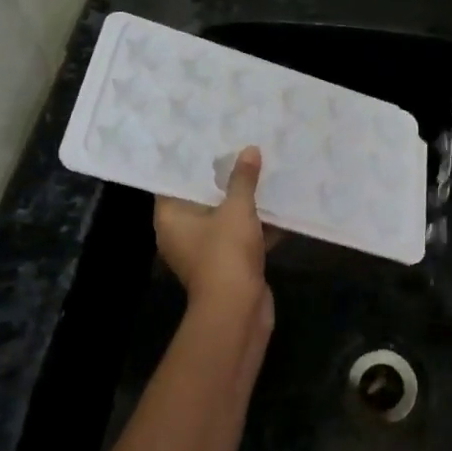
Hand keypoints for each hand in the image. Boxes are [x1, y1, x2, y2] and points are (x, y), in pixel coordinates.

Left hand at [155, 146, 274, 331]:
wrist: (238, 310)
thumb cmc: (225, 253)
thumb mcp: (236, 210)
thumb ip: (243, 179)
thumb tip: (249, 150)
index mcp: (171, 218)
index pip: (175, 182)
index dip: (191, 162)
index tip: (208, 140)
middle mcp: (182, 234)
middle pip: (202, 198)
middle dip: (223, 178)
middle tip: (241, 148)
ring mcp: (206, 251)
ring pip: (225, 218)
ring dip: (244, 201)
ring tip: (263, 169)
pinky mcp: (228, 264)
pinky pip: (241, 236)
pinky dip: (257, 224)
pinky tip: (279, 204)